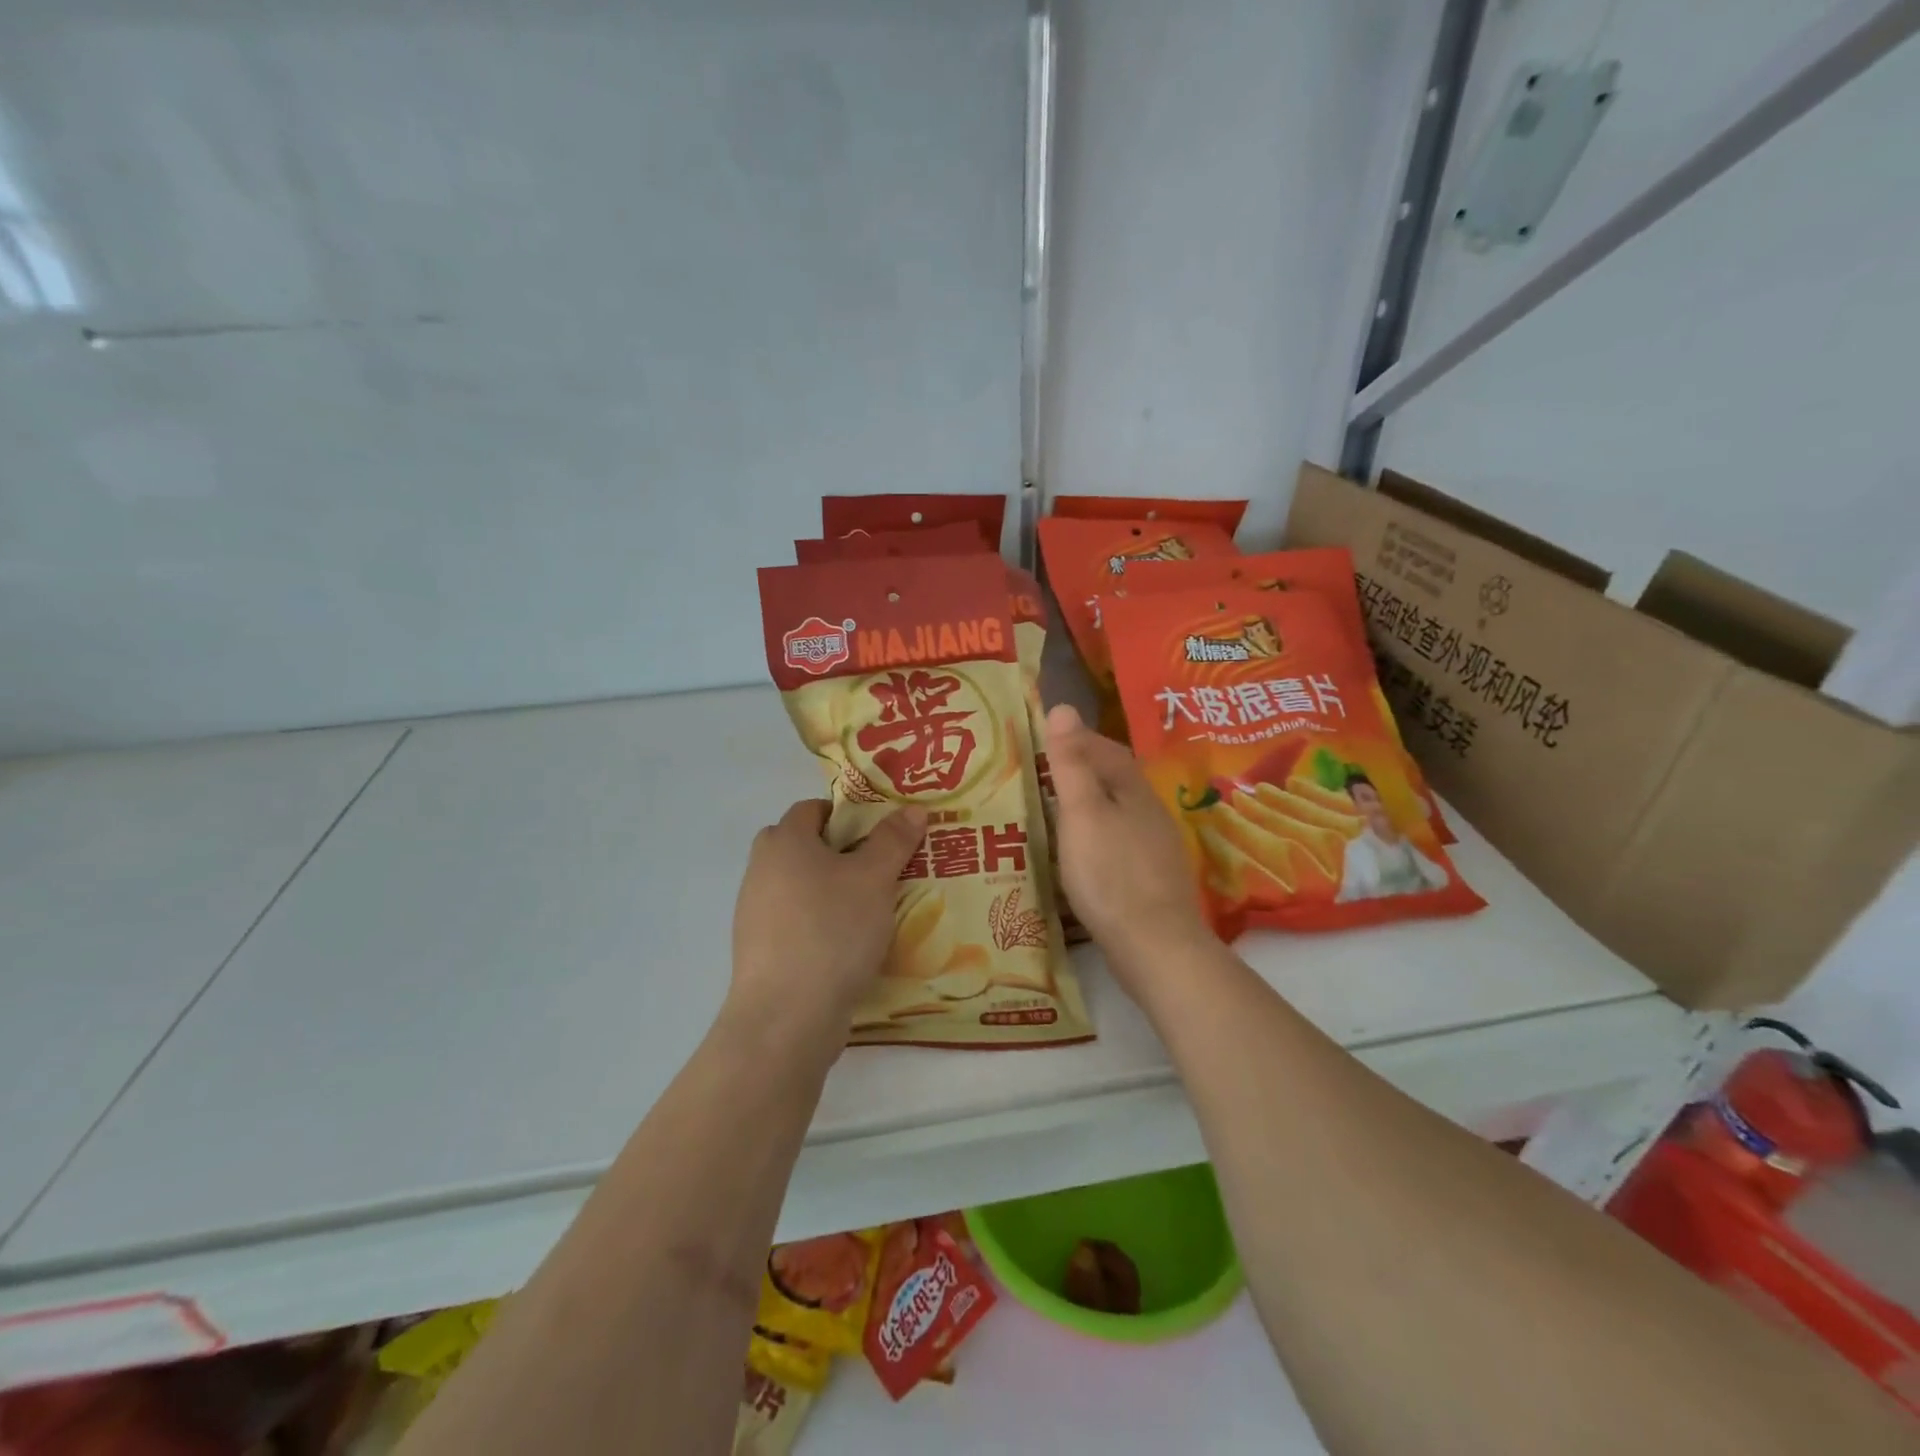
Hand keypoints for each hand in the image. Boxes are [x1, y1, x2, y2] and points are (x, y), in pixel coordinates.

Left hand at [729, 799, 927, 1044]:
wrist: (787, 1016)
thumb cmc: (832, 930)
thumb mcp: (874, 879)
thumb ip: (893, 840)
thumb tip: (912, 809)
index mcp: (783, 841)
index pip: (812, 808)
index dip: (848, 815)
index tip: (880, 834)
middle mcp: (761, 869)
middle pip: (803, 846)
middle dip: (841, 853)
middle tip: (880, 869)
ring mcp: (754, 912)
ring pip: (800, 886)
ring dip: (831, 891)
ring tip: (872, 909)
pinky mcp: (760, 950)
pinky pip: (795, 921)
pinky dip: (820, 923)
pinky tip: (849, 944)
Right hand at [1045, 704, 1212, 994]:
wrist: (1155, 946)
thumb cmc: (1111, 874)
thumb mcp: (1081, 813)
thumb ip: (1071, 763)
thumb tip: (1063, 706)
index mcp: (1133, 790)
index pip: (1107, 750)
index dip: (1078, 739)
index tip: (1046, 739)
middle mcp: (1149, 812)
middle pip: (1115, 779)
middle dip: (1083, 770)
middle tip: (1042, 773)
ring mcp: (1154, 848)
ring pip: (1118, 812)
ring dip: (1089, 804)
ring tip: (1054, 810)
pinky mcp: (1150, 879)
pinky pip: (1119, 842)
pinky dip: (1096, 835)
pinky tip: (1079, 853)